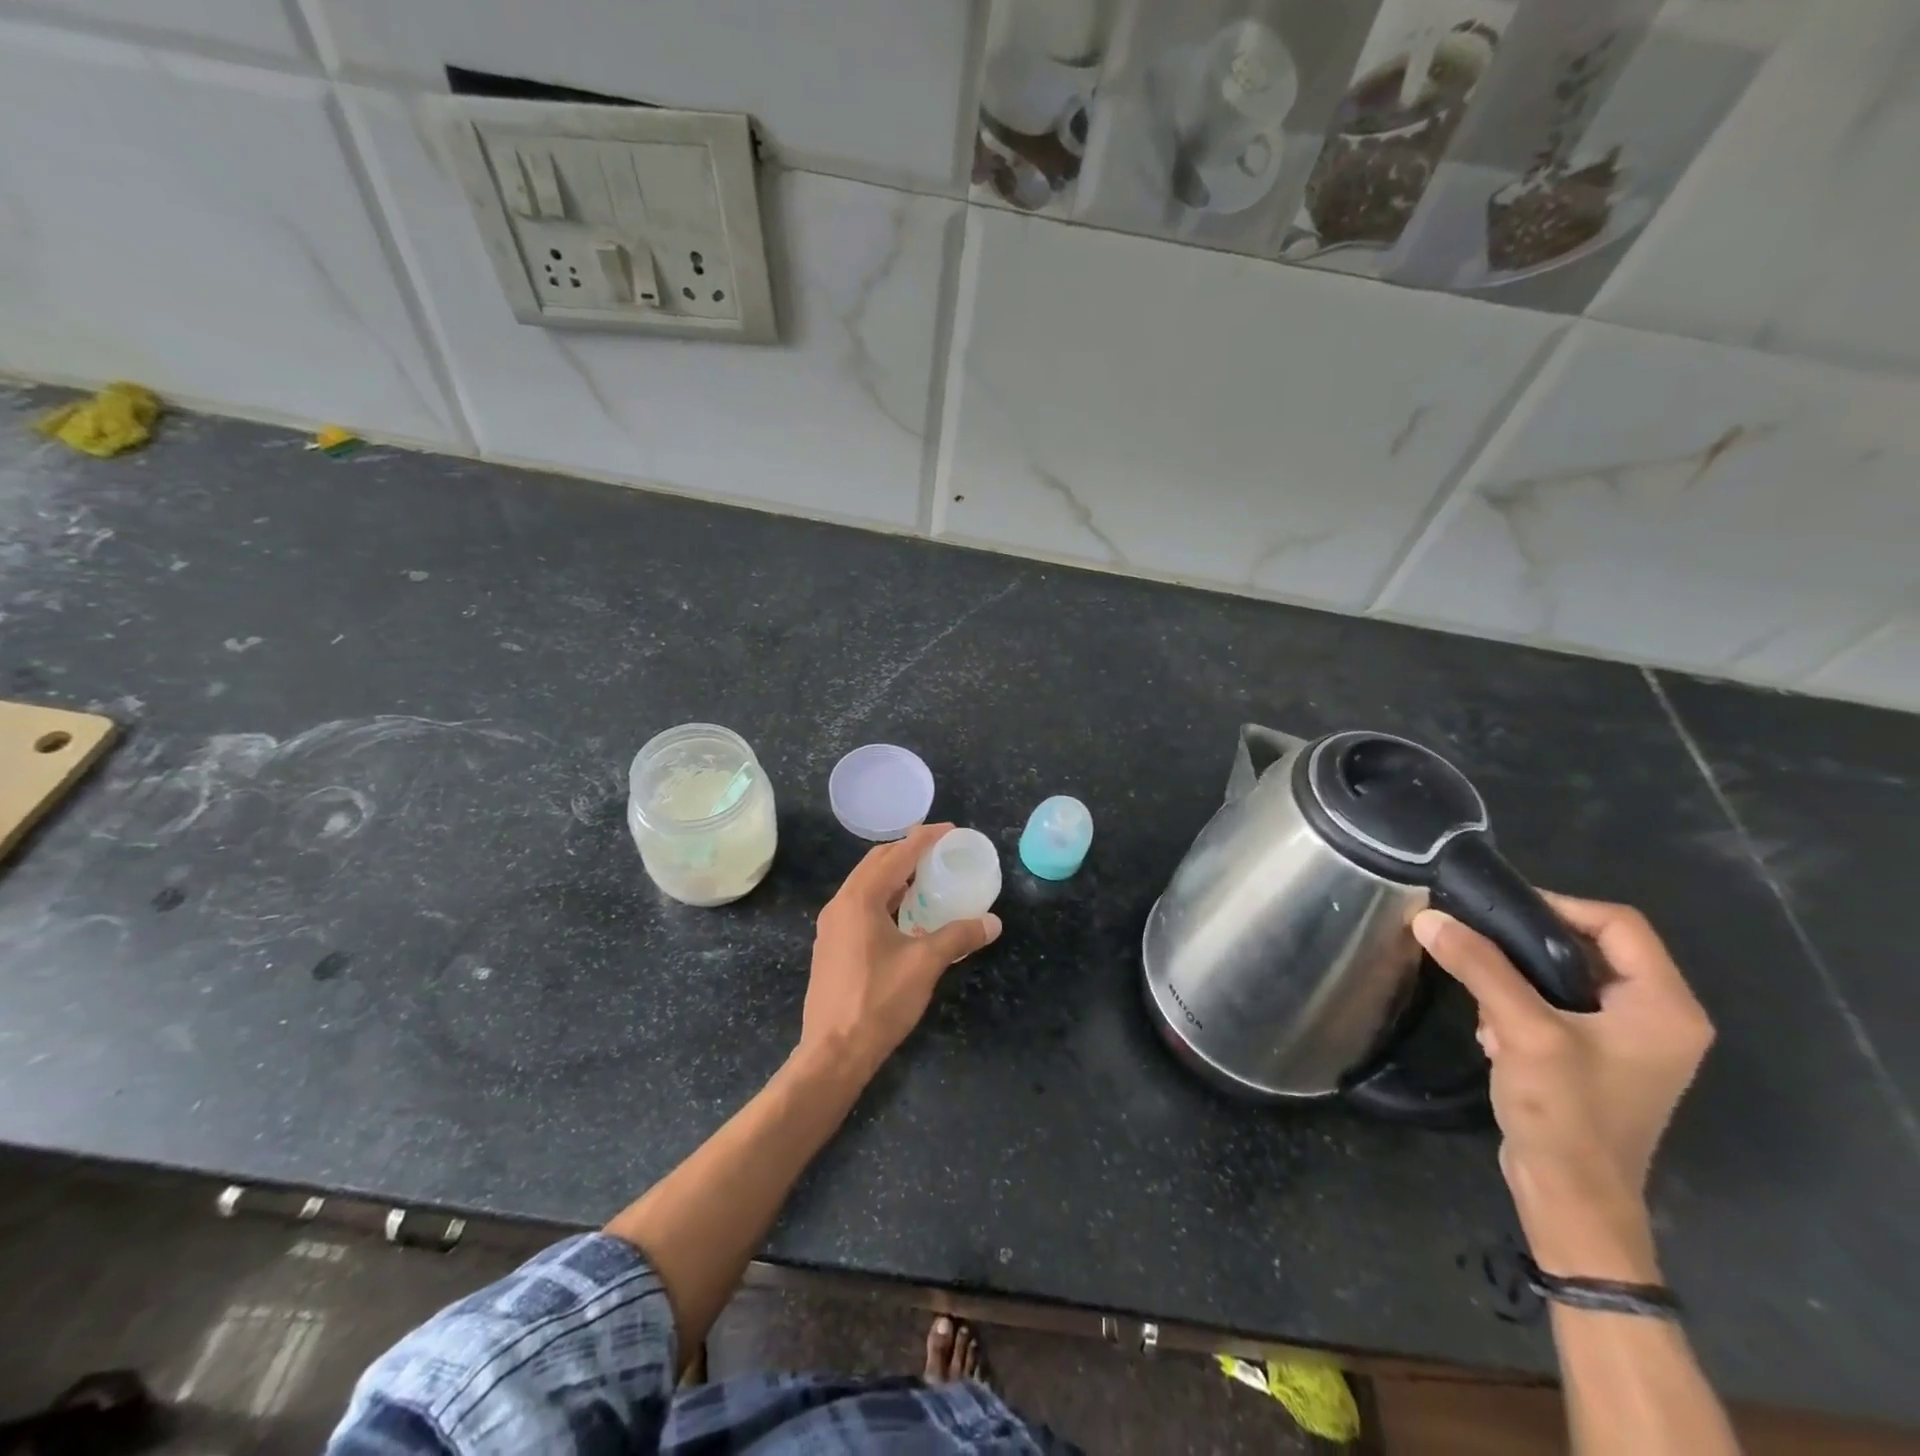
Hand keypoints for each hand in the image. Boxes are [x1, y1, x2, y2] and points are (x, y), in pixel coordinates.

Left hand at [799, 823, 1001, 1080]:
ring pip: (865, 885)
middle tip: (939, 852)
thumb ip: (958, 937)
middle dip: (907, 851)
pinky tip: (904, 915)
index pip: (897, 855)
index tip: (950, 830)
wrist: (833, 1052)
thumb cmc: (878, 1002)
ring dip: (894, 875)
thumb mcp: (924, 965)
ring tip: (925, 879)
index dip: (925, 839)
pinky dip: (884, 897)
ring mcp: (831, 926)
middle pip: (876, 863)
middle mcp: (840, 904)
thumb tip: (992, 922)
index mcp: (860, 899)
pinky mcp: (831, 946)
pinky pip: (860, 905)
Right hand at [1413, 895, 1713, 1280]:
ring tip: (1483, 1002)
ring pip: (1566, 976)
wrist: (1571, 1198)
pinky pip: (1558, 1006)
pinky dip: (1520, 1007)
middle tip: (1477, 946)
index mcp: (1666, 1007)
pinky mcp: (1598, 1059)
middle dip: (1527, 947)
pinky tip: (1491, 1032)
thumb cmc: (1565, 1112)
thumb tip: (1428, 917)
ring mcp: (1629, 1042)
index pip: (1618, 923)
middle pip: (1590, 947)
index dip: (1557, 905)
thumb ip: (1479, 967)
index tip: (1496, 910)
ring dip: (1517, 980)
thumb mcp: (1521, 1029)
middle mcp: (1658, 1018)